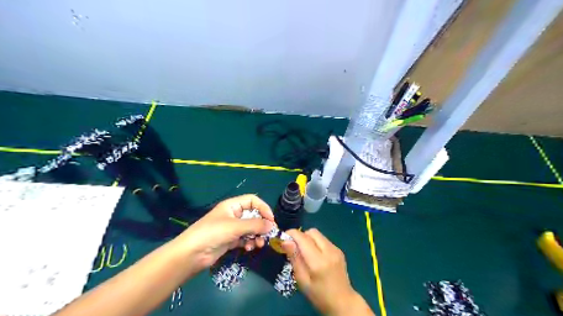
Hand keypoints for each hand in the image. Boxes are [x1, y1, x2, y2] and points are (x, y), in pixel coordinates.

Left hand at [174, 194, 274, 271]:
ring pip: (250, 228)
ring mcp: (232, 228)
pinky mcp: (230, 240)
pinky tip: (249, 248)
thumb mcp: (235, 226)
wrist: (191, 254)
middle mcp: (233, 214)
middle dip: (261, 225)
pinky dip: (249, 242)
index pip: (253, 201)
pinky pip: (245, 238)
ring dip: (256, 235)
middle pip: (253, 215)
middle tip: (268, 234)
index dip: (263, 208)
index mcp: (233, 205)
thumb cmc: (213, 233)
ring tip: (258, 244)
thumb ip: (255, 225)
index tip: (271, 220)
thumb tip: (272, 225)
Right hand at [282, 229, 369, 315]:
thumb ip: (294, 259)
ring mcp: (336, 249)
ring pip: (318, 234)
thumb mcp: (302, 281)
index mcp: (318, 261)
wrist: (343, 302)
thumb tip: (285, 241)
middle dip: (301, 235)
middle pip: (312, 232)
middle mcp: (329, 251)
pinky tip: (315, 255)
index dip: (292, 234)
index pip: (303, 238)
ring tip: (304, 252)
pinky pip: (324, 239)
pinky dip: (316, 242)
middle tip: (294, 247)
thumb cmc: (319, 295)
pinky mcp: (339, 250)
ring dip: (308, 238)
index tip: (283, 238)